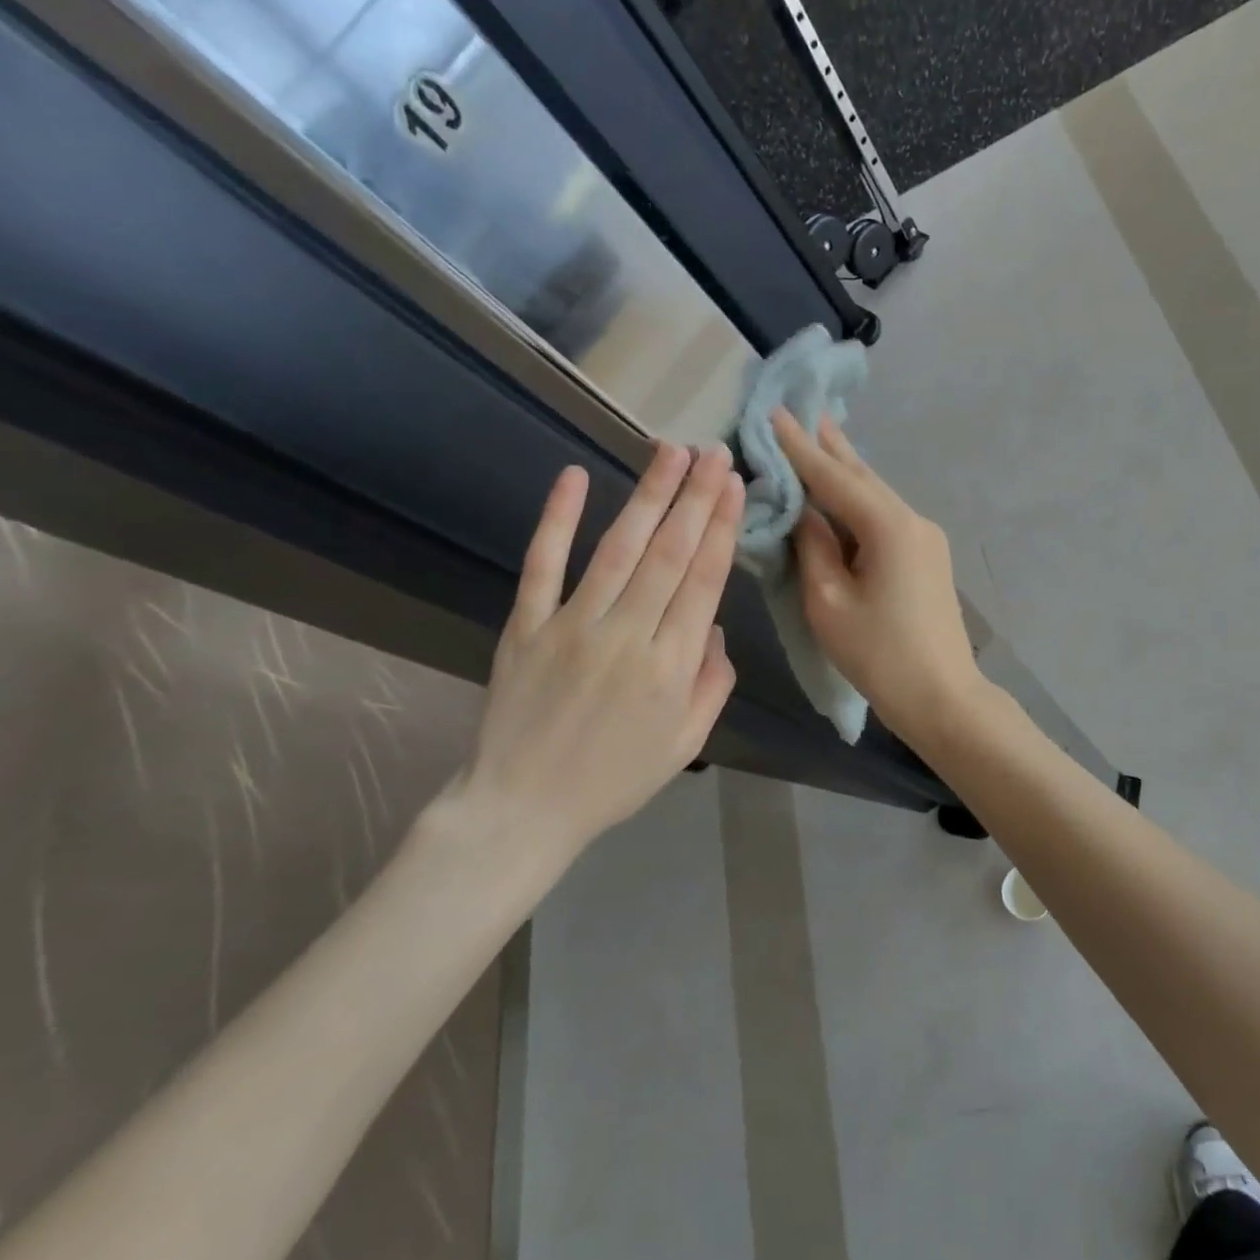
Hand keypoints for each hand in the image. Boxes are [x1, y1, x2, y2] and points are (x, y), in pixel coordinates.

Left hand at [447, 442, 742, 864]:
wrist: (525, 808)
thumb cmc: (616, 779)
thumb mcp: (687, 742)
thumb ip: (712, 683)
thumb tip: (715, 625)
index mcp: (671, 666)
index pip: (704, 580)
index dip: (722, 528)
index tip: (734, 486)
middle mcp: (628, 635)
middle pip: (669, 553)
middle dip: (696, 497)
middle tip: (714, 452)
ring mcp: (572, 626)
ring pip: (618, 548)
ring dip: (648, 495)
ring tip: (670, 451)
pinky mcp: (526, 626)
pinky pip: (542, 565)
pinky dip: (557, 520)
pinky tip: (574, 477)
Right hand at [771, 409, 983, 737]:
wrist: (943, 697)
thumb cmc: (880, 656)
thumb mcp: (829, 602)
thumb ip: (813, 547)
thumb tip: (805, 514)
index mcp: (889, 526)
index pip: (835, 476)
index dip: (800, 446)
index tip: (774, 412)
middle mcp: (912, 520)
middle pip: (862, 476)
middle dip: (830, 446)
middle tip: (803, 411)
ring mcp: (926, 538)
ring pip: (876, 495)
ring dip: (846, 470)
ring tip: (821, 437)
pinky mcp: (928, 557)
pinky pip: (885, 517)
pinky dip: (859, 501)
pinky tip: (845, 492)